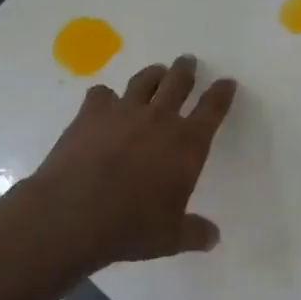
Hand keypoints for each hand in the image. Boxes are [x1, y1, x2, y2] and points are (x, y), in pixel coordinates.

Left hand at [26, 54, 237, 271]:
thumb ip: (195, 233)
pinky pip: (102, 93)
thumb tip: (213, 238)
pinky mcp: (90, 113)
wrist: (73, 214)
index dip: (222, 93)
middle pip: (178, 82)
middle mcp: (159, 119)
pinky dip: (106, 96)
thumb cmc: (131, 227)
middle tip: (188, 62)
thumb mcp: (170, 238)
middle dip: (186, 70)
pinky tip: (105, 101)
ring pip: (144, 81)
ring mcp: (123, 111)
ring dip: (154, 73)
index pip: (213, 109)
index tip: (227, 82)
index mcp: (187, 144)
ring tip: (156, 72)